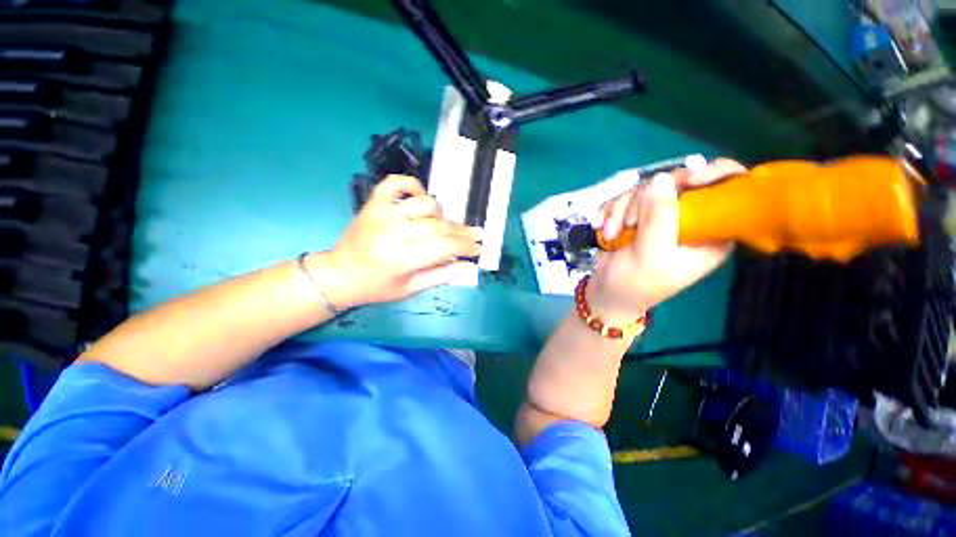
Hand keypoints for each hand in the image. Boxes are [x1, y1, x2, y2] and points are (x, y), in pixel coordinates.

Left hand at [321, 175, 481, 308]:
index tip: (479, 249)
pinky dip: (413, 185)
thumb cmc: (376, 287)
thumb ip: (441, 276)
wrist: (339, 274)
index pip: (446, 246)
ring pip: (425, 204)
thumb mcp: (410, 289)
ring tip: (445, 226)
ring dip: (441, 215)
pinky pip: (396, 183)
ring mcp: (383, 213)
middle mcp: (394, 232)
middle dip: (463, 232)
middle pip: (440, 226)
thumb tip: (467, 265)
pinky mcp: (373, 203)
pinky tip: (421, 198)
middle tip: (477, 235)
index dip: (467, 247)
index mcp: (402, 258)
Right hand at [587, 159, 746, 323]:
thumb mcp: (650, 256)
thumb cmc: (634, 283)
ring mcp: (659, 214)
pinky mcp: (635, 214)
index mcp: (710, 233)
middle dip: (643, 201)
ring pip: (644, 189)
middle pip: (677, 182)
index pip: (729, 190)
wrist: (605, 292)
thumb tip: (661, 178)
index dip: (714, 176)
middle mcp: (688, 219)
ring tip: (610, 235)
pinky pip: (623, 197)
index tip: (687, 183)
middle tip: (629, 223)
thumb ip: (659, 218)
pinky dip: (609, 211)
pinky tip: (601, 228)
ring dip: (620, 210)